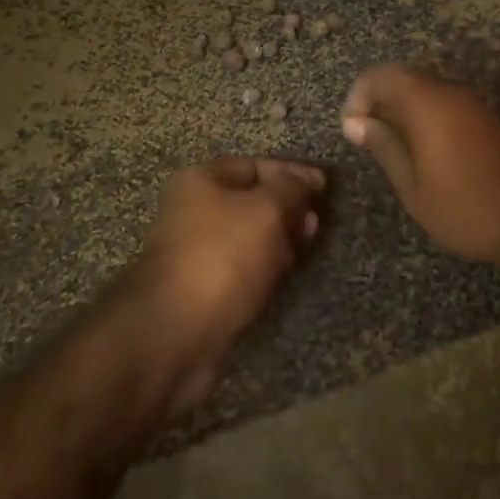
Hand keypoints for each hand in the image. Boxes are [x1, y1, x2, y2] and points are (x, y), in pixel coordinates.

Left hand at [123, 157, 324, 410]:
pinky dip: (264, 266)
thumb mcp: (265, 210)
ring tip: (305, 249)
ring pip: (248, 236)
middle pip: (251, 201)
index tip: (324, 188)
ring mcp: (197, 251)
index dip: (291, 173)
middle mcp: (194, 211)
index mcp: (201, 181)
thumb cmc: (222, 256)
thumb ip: (290, 188)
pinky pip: (241, 266)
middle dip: (287, 209)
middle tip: (315, 224)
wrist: (174, 332)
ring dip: (279, 239)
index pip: (255, 166)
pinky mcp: (203, 287)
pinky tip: (282, 274)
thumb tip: (305, 180)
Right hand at [340, 65, 499, 272]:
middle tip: (368, 142)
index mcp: (426, 102)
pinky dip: (424, 122)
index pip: (380, 76)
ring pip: (424, 94)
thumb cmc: (467, 206)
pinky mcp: (485, 120)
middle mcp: (449, 92)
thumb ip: (384, 147)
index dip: (358, 96)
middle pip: (403, 80)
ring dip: (402, 114)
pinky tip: (423, 157)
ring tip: (392, 153)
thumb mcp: (413, 186)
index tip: (352, 130)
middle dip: (379, 105)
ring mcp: (471, 104)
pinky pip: (443, 107)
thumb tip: (355, 123)